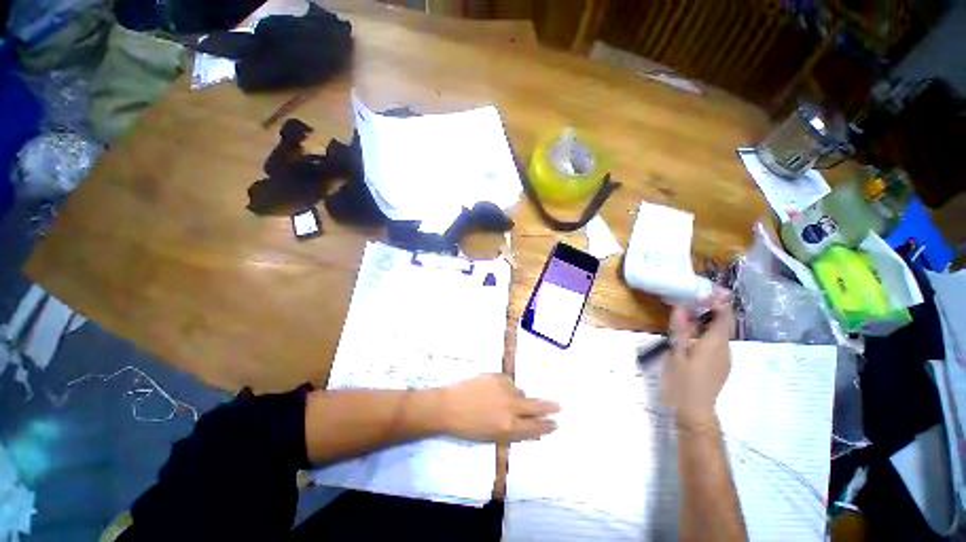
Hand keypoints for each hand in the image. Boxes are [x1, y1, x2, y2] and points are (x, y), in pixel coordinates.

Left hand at [438, 374, 559, 442]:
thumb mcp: (493, 437)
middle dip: (549, 407)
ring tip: (500, 401)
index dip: (546, 426)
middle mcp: (511, 407)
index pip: (535, 427)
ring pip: (520, 392)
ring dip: (517, 397)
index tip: (555, 423)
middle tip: (558, 406)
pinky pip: (508, 381)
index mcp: (509, 427)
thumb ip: (514, 431)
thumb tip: (530, 426)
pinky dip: (505, 386)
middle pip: (536, 406)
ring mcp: (504, 389)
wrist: (448, 406)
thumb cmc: (468, 428)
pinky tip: (492, 391)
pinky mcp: (497, 376)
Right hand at [663, 290, 734, 426]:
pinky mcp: (720, 365)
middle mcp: (725, 348)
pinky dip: (707, 333)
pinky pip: (717, 343)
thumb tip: (681, 306)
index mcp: (715, 343)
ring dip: (708, 321)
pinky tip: (692, 337)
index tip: (704, 292)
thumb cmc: (682, 380)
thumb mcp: (676, 352)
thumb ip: (680, 329)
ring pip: (720, 333)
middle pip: (724, 323)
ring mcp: (724, 358)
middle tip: (691, 301)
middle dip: (712, 310)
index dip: (719, 302)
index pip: (725, 316)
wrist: (695, 410)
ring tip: (688, 316)